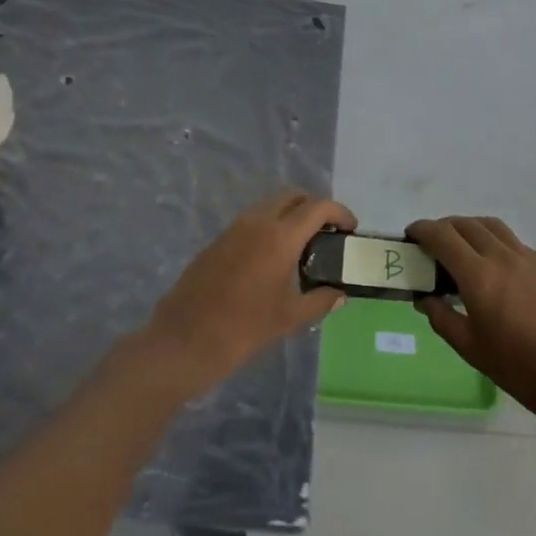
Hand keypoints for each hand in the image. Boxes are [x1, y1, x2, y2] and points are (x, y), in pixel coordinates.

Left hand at [144, 191, 354, 393]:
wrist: (185, 339)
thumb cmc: (244, 329)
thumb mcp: (289, 318)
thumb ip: (319, 301)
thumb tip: (339, 294)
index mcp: (280, 236)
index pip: (318, 206)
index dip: (339, 212)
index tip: (350, 229)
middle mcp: (258, 222)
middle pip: (294, 196)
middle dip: (315, 207)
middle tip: (328, 233)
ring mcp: (235, 228)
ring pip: (271, 204)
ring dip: (291, 213)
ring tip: (303, 244)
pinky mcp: (219, 239)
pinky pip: (253, 219)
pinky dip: (271, 224)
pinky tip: (274, 256)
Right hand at [410, 216, 535, 421]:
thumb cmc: (518, 366)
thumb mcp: (470, 348)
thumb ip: (442, 318)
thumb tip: (425, 299)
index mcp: (478, 274)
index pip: (442, 236)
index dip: (422, 230)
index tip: (412, 235)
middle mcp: (502, 256)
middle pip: (467, 224)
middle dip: (445, 227)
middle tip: (434, 243)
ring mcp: (530, 258)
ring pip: (494, 227)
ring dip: (472, 229)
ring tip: (465, 247)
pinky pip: (517, 245)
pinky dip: (498, 246)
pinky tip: (500, 271)